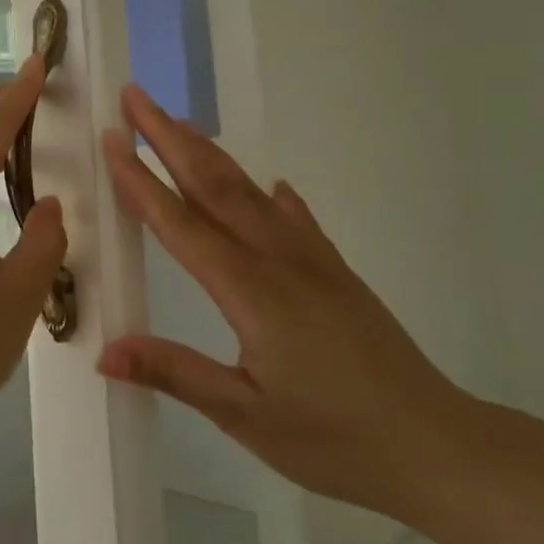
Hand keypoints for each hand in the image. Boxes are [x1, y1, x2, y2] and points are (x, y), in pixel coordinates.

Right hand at [97, 85, 474, 518]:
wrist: (438, 446)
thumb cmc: (336, 439)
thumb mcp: (246, 416)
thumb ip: (176, 373)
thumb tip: (104, 351)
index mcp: (249, 290)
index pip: (180, 222)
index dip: (141, 179)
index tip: (111, 138)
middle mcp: (277, 258)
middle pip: (213, 183)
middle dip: (169, 137)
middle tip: (135, 98)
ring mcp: (311, 258)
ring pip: (249, 190)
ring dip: (208, 151)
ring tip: (177, 123)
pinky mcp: (335, 270)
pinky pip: (294, 217)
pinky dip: (270, 194)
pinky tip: (268, 185)